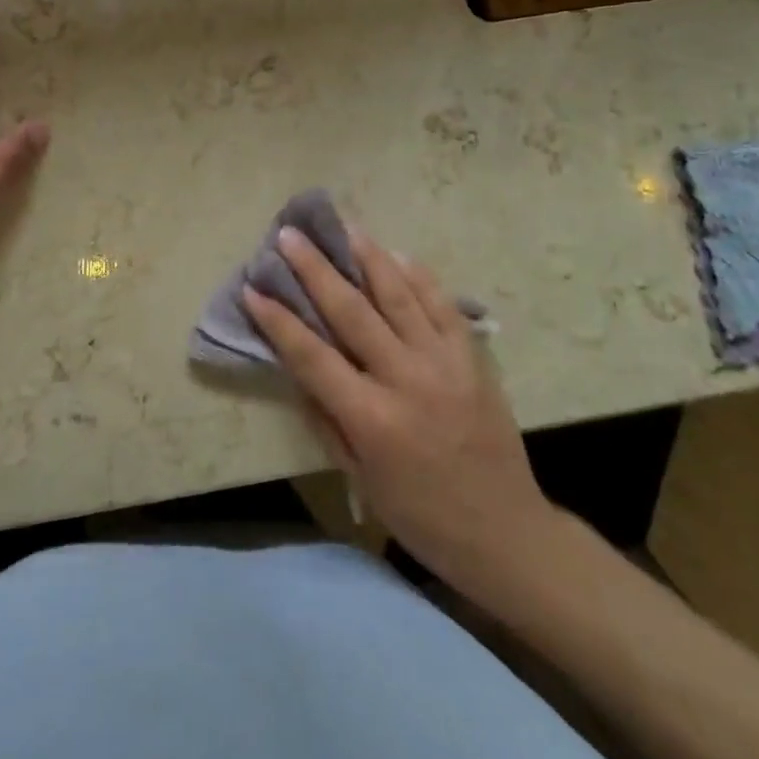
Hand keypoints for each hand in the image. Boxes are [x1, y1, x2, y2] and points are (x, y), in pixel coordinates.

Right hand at [243, 226, 557, 594]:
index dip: (278, 320)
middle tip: (290, 236)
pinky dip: (417, 275)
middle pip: (351, 311)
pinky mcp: (472, 357)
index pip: (312, 356)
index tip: (253, 288)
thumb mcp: (359, 477)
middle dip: (315, 269)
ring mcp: (444, 362)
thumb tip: (297, 367)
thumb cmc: (420, 514)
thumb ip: (326, 418)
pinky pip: (441, 304)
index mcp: (372, 419)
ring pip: (398, 295)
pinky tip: (395, 254)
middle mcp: (406, 380)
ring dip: (366, 256)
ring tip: (342, 227)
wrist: (505, 531)